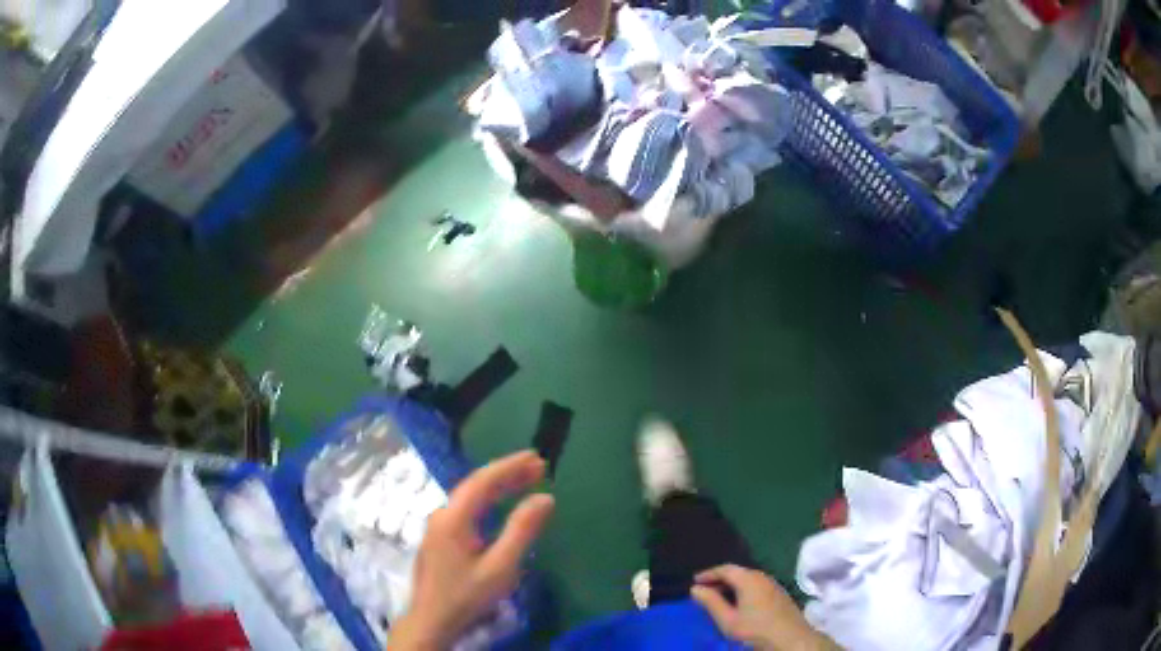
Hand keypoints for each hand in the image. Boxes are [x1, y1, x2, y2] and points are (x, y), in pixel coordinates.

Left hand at [389, 451, 554, 649]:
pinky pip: (466, 509)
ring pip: (470, 496)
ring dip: (498, 486)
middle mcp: (442, 514)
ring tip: (526, 480)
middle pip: (475, 485)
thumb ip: (522, 530)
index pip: (483, 480)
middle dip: (507, 473)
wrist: (431, 620)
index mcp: (454, 518)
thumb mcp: (501, 566)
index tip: (536, 458)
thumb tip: (544, 498)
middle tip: (538, 467)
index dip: (510, 466)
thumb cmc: (467, 595)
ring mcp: (438, 526)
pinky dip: (488, 500)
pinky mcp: (440, 538)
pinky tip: (500, 505)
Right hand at [691, 565, 834, 650]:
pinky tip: (739, 605)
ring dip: (732, 586)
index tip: (694, 581)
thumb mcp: (728, 620)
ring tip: (719, 599)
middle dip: (720, 580)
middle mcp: (763, 577)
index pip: (726, 569)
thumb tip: (696, 589)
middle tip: (704, 591)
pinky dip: (743, 591)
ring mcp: (774, 585)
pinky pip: (757, 586)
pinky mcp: (780, 595)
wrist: (791, 639)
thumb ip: (711, 603)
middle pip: (738, 572)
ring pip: (748, 580)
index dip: (708, 574)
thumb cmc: (756, 629)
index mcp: (749, 579)